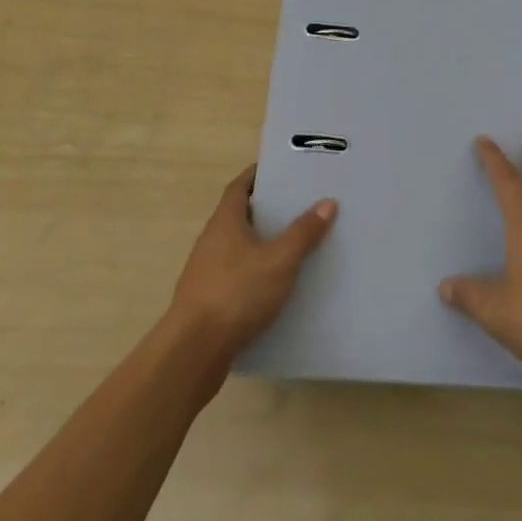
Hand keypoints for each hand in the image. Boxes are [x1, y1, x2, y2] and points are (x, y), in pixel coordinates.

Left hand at [167, 166, 336, 355]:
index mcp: (225, 222)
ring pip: (238, 247)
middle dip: (266, 209)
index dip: (257, 175)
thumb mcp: (279, 260)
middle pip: (239, 215)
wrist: (194, 351)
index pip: (239, 187)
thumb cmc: (236, 293)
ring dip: (262, 242)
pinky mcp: (209, 301)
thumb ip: (303, 232)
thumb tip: (327, 202)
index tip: (281, 169)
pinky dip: (256, 272)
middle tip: (298, 204)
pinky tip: (278, 284)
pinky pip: (237, 275)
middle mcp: (212, 241)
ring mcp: (207, 272)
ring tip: (295, 243)